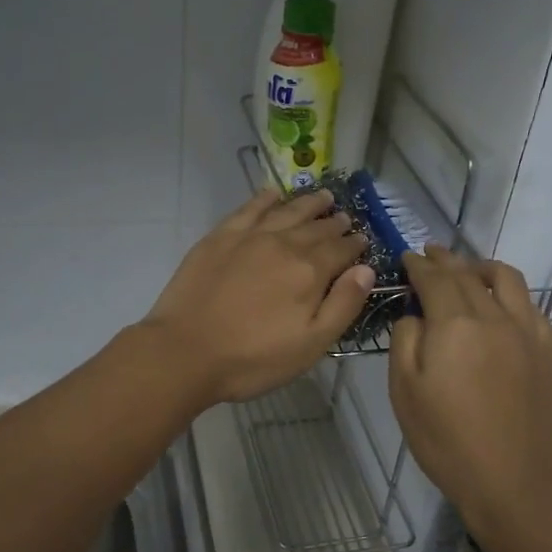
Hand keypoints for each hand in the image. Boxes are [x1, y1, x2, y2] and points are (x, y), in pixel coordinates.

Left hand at [141, 189, 374, 405]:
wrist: (185, 352)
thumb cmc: (253, 358)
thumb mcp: (311, 344)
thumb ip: (343, 305)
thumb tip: (367, 270)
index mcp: (310, 272)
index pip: (342, 250)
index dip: (355, 245)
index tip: (363, 240)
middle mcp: (284, 244)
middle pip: (317, 228)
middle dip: (335, 223)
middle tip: (345, 218)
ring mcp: (250, 237)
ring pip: (287, 211)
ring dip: (308, 203)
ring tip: (324, 197)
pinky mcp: (220, 237)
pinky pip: (249, 208)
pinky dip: (265, 198)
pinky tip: (274, 193)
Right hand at [388, 248, 551, 524]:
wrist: (509, 481)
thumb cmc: (445, 439)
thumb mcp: (404, 390)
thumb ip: (405, 339)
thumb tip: (416, 314)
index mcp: (455, 324)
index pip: (435, 278)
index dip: (418, 265)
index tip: (408, 257)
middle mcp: (495, 317)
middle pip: (468, 275)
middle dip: (445, 261)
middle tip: (430, 255)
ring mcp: (528, 332)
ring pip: (507, 280)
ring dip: (482, 268)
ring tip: (469, 270)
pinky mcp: (549, 352)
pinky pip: (531, 306)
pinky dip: (510, 295)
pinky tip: (501, 307)